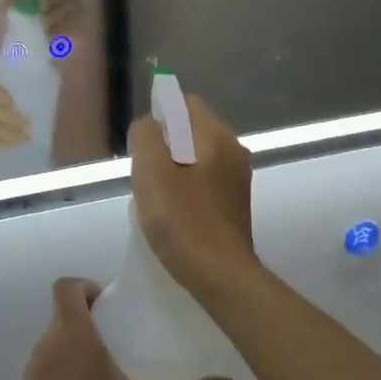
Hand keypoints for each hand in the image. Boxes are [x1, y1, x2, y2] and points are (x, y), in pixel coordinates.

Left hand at [6, 278, 233, 379]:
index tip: (113, 306)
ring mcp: (31, 374)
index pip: (65, 286)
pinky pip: (48, 369)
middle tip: (124, 341)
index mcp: (71, 337)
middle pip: (63, 314)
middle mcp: (46, 347)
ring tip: (113, 373)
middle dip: (92, 320)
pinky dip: (67, 373)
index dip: (86, 286)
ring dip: (79, 347)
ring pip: (55, 343)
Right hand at [129, 95, 258, 296]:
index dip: (159, 115)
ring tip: (156, 195)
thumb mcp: (151, 170)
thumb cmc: (182, 220)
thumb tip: (149, 125)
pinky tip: (173, 211)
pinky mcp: (234, 203)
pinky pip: (204, 179)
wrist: (220, 276)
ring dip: (173, 167)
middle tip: (145, 173)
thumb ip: (145, 135)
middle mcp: (234, 150)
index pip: (185, 103)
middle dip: (164, 143)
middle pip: (191, 129)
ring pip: (196, 155)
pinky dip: (185, 186)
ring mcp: (237, 178)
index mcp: (217, 136)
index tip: (142, 145)